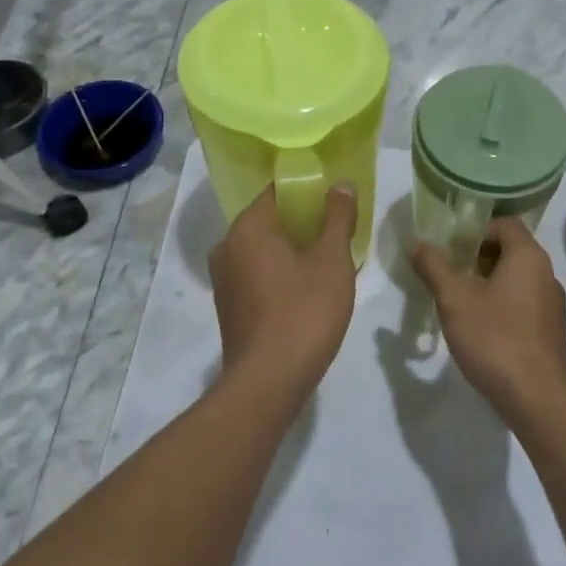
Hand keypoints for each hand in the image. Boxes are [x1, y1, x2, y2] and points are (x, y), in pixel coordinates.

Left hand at [209, 184, 358, 392]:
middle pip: (270, 219)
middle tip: (338, 230)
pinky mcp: (229, 306)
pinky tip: (307, 288)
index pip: (278, 191)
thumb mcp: (332, 260)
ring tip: (328, 259)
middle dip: (304, 222)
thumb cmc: (304, 312)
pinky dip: (280, 272)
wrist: (269, 381)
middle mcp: (226, 246)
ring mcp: (224, 279)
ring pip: (264, 249)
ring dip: (293, 249)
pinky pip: (257, 273)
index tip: (336, 200)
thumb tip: (341, 185)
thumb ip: (338, 217)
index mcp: (247, 227)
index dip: (309, 191)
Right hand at [410, 217, 565, 430]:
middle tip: (448, 274)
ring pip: (517, 279)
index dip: (475, 230)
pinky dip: (502, 304)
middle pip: (510, 250)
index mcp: (528, 257)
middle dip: (477, 257)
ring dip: (487, 282)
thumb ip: (434, 267)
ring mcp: (553, 305)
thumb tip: (417, 243)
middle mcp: (547, 274)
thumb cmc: (495, 340)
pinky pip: (524, 303)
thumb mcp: (454, 300)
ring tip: (459, 301)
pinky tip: (481, 328)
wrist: (537, 400)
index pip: (504, 224)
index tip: (450, 249)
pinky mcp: (551, 331)